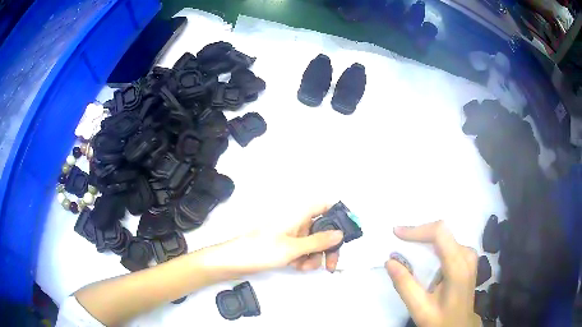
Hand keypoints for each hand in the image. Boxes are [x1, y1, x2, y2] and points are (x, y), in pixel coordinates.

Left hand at [205, 205, 343, 275]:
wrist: (234, 261)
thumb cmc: (262, 250)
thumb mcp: (293, 248)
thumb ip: (319, 241)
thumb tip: (340, 234)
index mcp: (298, 213)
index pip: (325, 205)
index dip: (338, 214)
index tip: (347, 232)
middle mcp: (296, 220)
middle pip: (322, 228)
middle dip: (326, 247)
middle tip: (331, 264)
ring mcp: (290, 232)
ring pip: (312, 242)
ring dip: (313, 256)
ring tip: (303, 267)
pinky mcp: (284, 243)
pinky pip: (301, 249)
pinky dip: (302, 258)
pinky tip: (296, 266)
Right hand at [386, 221, 480, 326]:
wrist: (460, 325)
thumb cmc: (441, 319)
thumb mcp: (420, 308)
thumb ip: (405, 285)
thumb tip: (389, 261)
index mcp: (458, 267)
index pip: (440, 233)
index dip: (418, 230)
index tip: (397, 233)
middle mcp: (467, 254)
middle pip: (442, 232)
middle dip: (418, 234)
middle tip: (398, 240)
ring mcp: (469, 255)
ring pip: (445, 236)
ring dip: (424, 239)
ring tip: (406, 247)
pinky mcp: (467, 258)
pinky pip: (448, 243)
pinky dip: (432, 245)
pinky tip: (421, 255)